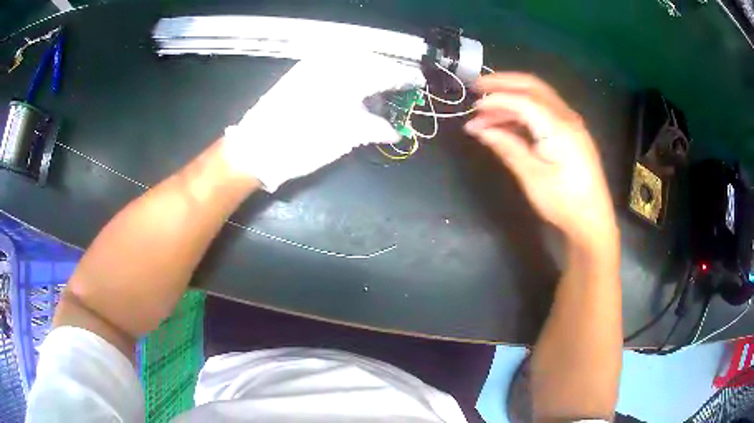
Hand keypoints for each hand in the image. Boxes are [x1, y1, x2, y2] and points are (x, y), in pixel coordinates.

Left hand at [223, 53, 425, 191]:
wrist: (256, 147)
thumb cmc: (303, 143)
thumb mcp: (345, 138)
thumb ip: (374, 128)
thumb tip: (394, 131)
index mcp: (348, 77)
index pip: (385, 71)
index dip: (405, 77)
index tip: (418, 82)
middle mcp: (332, 63)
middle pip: (371, 60)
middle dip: (388, 71)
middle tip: (398, 87)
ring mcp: (314, 65)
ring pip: (352, 59)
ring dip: (369, 71)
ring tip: (376, 90)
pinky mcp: (301, 72)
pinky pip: (333, 63)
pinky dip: (349, 72)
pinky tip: (351, 87)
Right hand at [464, 73, 616, 247]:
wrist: (593, 221)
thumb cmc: (563, 202)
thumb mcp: (532, 177)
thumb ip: (507, 147)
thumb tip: (480, 129)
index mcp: (558, 127)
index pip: (522, 100)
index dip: (495, 100)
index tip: (473, 108)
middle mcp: (567, 117)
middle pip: (532, 86)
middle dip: (504, 82)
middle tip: (477, 86)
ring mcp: (572, 123)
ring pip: (539, 96)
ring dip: (513, 97)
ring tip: (488, 111)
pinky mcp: (572, 132)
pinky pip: (546, 109)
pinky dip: (525, 109)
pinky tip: (510, 121)